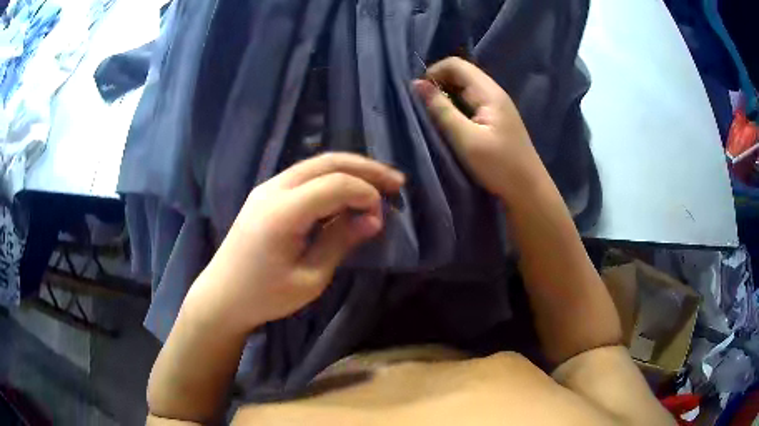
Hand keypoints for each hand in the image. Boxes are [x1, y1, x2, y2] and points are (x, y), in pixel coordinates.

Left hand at [186, 153, 403, 332]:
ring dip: (351, 169)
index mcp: (282, 212)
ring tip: (380, 182)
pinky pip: (305, 175)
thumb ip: (341, 242)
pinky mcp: (266, 194)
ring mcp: (267, 188)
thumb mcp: (310, 278)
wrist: (222, 296)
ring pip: (317, 164)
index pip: (335, 184)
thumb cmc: (265, 296)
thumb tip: (373, 218)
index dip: (366, 194)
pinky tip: (348, 191)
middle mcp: (273, 189)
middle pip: (328, 162)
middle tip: (397, 182)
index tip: (381, 217)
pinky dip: (332, 178)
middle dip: (366, 169)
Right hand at [413, 57, 544, 204]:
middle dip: (438, 85)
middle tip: (424, 108)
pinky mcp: (496, 119)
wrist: (528, 190)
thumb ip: (441, 110)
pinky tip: (450, 124)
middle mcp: (494, 93)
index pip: (456, 65)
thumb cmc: (499, 166)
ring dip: (446, 97)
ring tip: (433, 117)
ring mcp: (497, 106)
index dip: (434, 72)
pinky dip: (456, 107)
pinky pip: (471, 103)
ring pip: (465, 89)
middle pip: (461, 74)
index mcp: (489, 92)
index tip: (419, 94)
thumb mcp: (466, 139)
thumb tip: (417, 85)